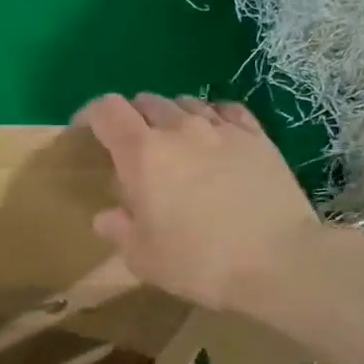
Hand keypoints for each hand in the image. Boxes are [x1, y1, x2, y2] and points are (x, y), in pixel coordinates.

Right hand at [77, 93, 323, 314]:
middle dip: (131, 118)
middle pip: (146, 101)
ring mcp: (223, 129)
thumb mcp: (143, 257)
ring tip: (174, 144)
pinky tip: (215, 138)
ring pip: (186, 102)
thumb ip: (119, 230)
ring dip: (171, 117)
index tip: (85, 133)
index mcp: (142, 154)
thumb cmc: (198, 262)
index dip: (90, 115)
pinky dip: (212, 117)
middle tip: (131, 149)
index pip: (107, 110)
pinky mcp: (258, 137)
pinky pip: (227, 111)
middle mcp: (180, 129)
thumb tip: (107, 216)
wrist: (279, 262)